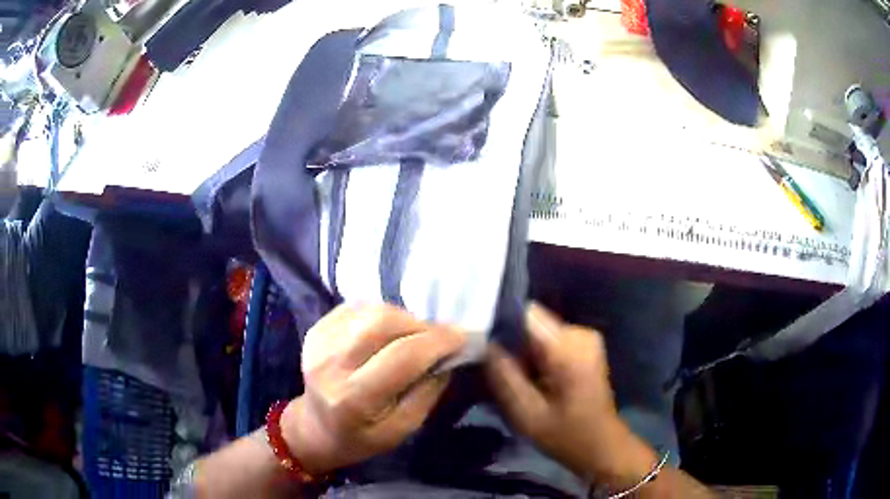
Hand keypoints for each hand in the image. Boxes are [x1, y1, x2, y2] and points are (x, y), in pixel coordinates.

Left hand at [280, 304, 465, 474]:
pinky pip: (358, 307)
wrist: (317, 428)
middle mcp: (330, 364)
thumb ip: (427, 393)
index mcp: (352, 398)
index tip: (463, 337)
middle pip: (384, 324)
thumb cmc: (362, 437)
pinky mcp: (316, 329)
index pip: (403, 357)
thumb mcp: (402, 430)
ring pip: (372, 311)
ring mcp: (319, 342)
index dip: (438, 341)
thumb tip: (447, 357)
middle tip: (440, 336)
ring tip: (416, 335)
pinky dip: (382, 313)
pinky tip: (390, 331)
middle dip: (421, 325)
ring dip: (404, 317)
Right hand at [485, 303, 657, 485]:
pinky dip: (538, 355)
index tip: (486, 346)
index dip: (502, 325)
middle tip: (501, 370)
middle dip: (513, 342)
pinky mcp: (586, 345)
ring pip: (540, 330)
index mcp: (568, 348)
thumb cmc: (565, 434)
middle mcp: (580, 333)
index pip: (526, 314)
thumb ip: (504, 376)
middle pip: (533, 322)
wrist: (601, 445)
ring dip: (525, 351)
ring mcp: (586, 337)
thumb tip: (486, 344)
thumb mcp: (526, 413)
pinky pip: (551, 339)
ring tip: (518, 378)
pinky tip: (535, 378)